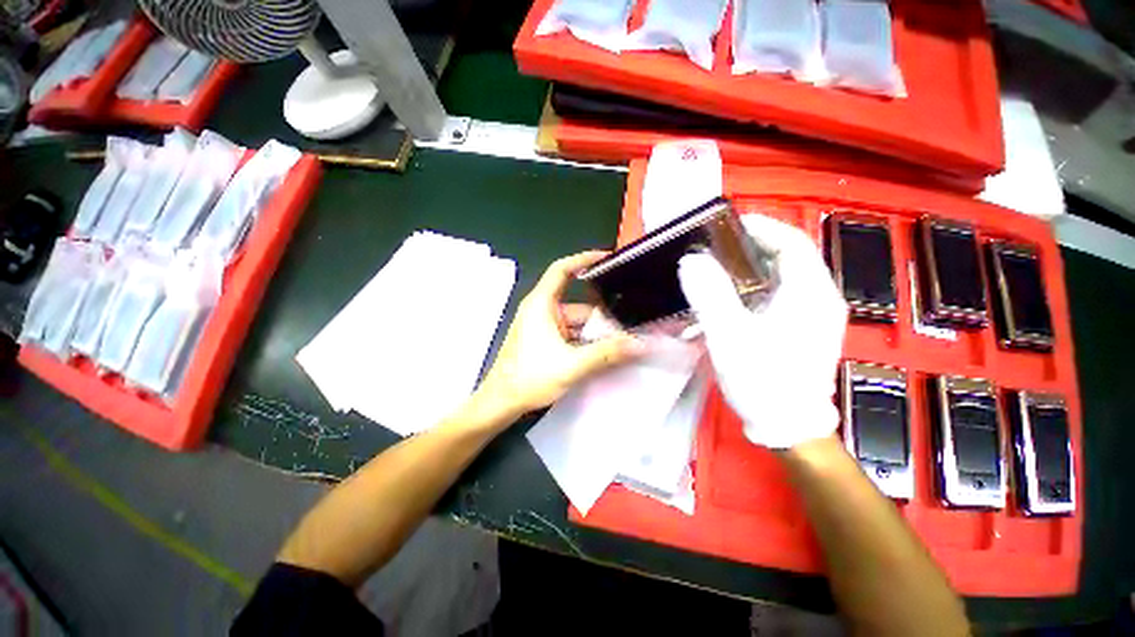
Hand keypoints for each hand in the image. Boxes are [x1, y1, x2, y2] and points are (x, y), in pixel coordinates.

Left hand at [472, 251, 642, 422]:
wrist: (500, 403)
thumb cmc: (529, 377)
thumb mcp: (572, 364)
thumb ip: (607, 353)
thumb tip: (639, 344)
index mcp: (542, 304)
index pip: (562, 269)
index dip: (584, 259)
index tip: (607, 258)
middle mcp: (542, 310)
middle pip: (579, 304)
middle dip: (602, 317)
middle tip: (629, 328)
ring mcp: (543, 327)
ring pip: (577, 323)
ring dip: (596, 334)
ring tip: (622, 344)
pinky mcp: (544, 341)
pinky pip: (571, 334)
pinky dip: (586, 342)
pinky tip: (603, 354)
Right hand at [678, 214, 846, 448]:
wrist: (788, 427)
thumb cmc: (763, 381)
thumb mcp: (731, 336)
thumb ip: (710, 296)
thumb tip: (691, 261)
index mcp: (811, 293)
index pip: (791, 241)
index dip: (760, 227)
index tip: (725, 226)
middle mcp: (819, 298)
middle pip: (786, 257)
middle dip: (748, 248)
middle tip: (713, 250)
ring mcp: (813, 314)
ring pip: (780, 277)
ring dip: (748, 269)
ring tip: (715, 272)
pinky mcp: (802, 328)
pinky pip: (777, 295)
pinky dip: (752, 289)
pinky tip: (729, 301)